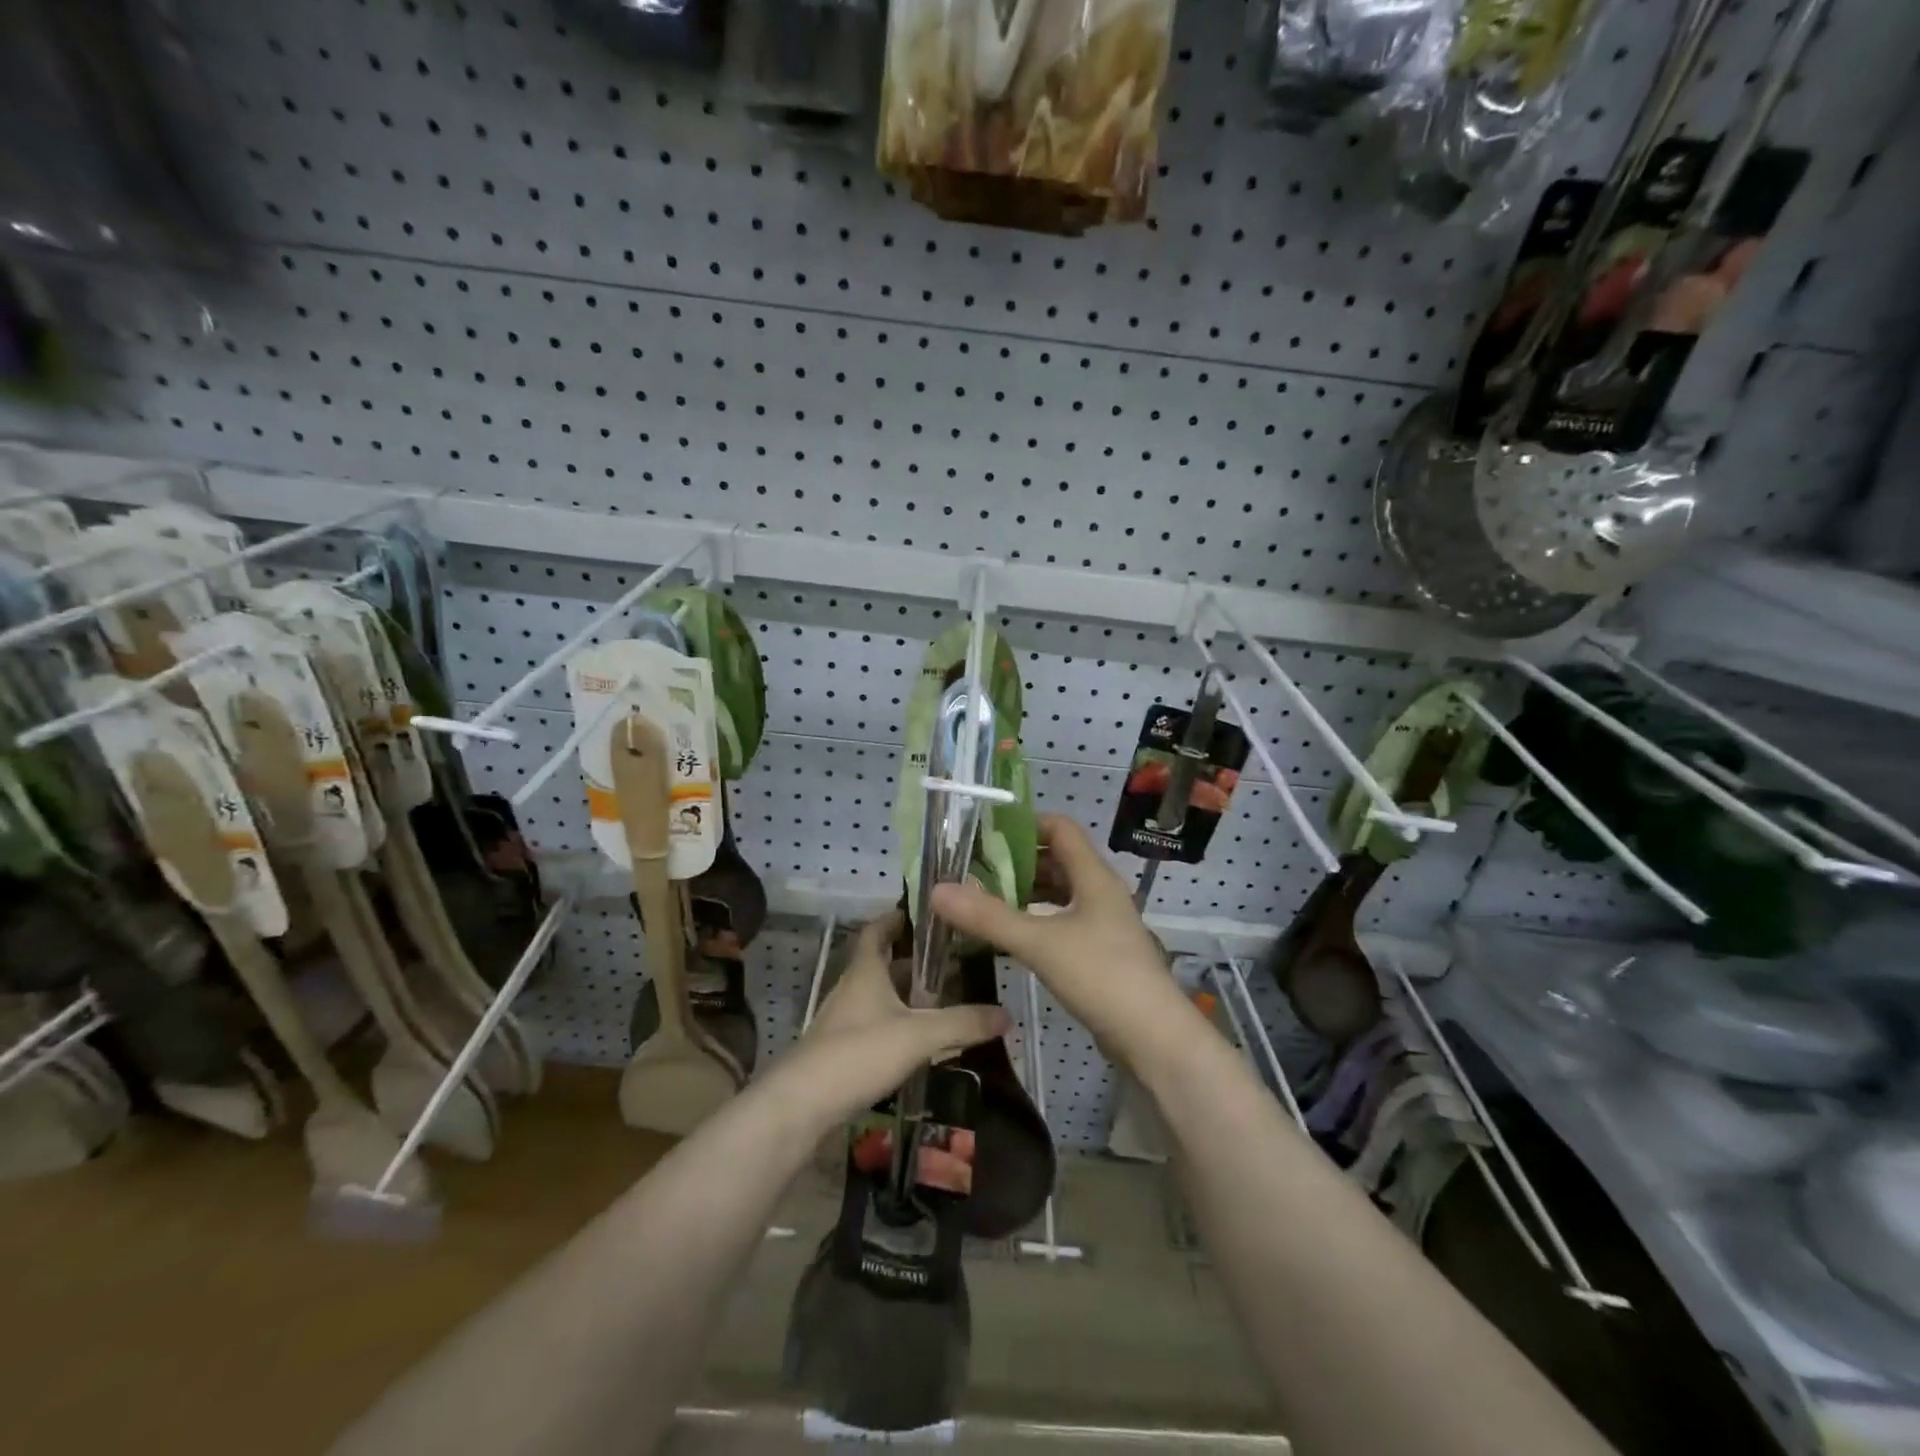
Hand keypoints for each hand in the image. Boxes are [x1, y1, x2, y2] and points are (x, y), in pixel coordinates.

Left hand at [784, 910, 1007, 1125]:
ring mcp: (843, 1021)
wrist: (802, 1105)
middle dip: (912, 961)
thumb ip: (963, 1023)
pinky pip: (874, 1025)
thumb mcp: (919, 1035)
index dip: (896, 918)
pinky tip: (919, 1041)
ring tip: (943, 999)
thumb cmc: (859, 1053)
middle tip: (950, 961)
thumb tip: (1006, 1014)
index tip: (923, 913)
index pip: (876, 931)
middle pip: (881, 964)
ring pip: (879, 997)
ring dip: (905, 995)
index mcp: (865, 971)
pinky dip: (897, 1024)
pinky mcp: (840, 1051)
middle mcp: (851, 988)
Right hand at [930, 815, 1181, 1060]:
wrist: (1154, 1037)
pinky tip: (1012, 935)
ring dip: (1027, 891)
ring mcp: (1104, 923)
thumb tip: (938, 890)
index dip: (1025, 824)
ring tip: (986, 899)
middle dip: (1018, 861)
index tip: (986, 834)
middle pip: (1058, 860)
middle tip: (975, 870)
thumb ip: (989, 917)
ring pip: (1060, 892)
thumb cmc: (1101, 976)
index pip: (1060, 829)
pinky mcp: (1102, 952)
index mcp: (1094, 877)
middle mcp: (1101, 892)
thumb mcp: (1039, 943)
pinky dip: (1037, 919)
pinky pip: (1064, 921)